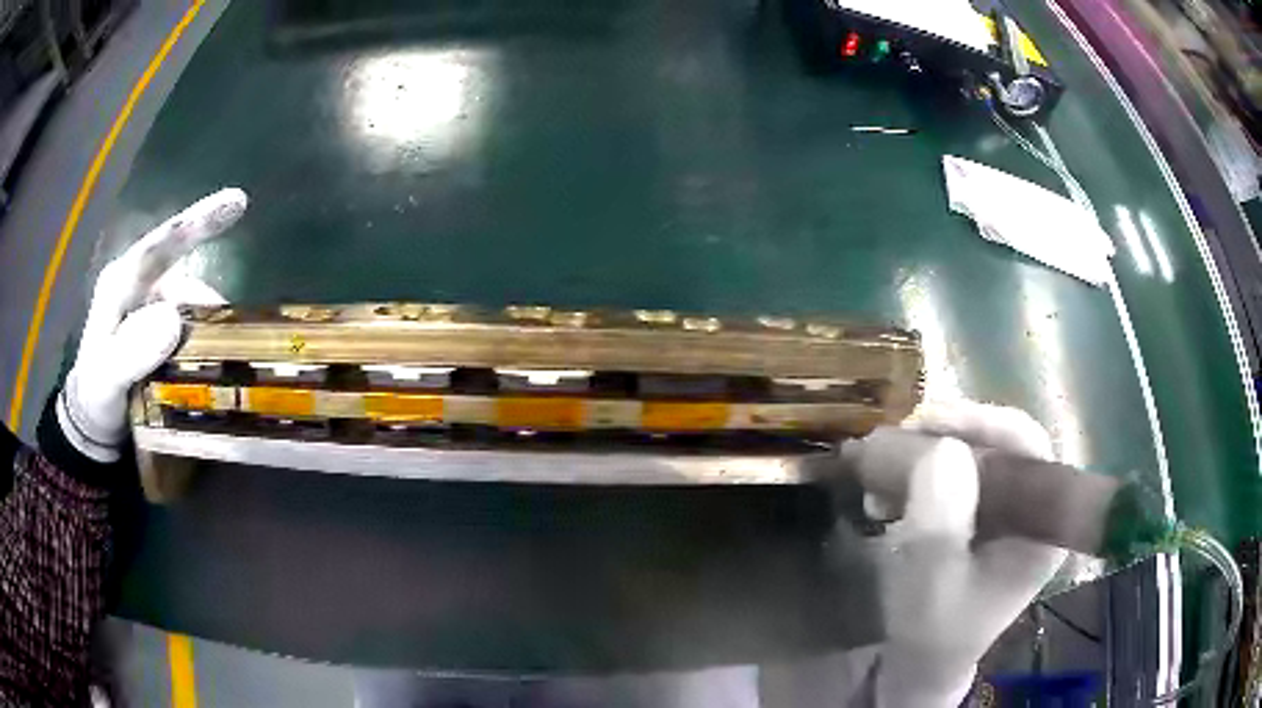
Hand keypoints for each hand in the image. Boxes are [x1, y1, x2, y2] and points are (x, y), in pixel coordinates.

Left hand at [58, 188, 248, 461]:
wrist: (94, 420)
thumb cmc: (97, 396)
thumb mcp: (108, 378)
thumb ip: (132, 351)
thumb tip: (173, 319)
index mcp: (120, 281)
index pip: (160, 244)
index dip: (197, 221)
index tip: (238, 201)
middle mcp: (138, 283)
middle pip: (182, 276)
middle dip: (206, 302)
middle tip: (231, 337)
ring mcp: (149, 304)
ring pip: (188, 303)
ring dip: (206, 327)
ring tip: (219, 360)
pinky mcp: (158, 325)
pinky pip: (188, 322)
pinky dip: (202, 338)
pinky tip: (209, 361)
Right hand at [842, 401, 1067, 707]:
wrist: (923, 659)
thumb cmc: (932, 632)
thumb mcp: (931, 587)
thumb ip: (940, 527)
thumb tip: (942, 450)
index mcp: (1043, 526)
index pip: (1030, 448)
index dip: (985, 423)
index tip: (929, 423)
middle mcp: (1035, 507)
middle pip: (1004, 442)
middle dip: (950, 432)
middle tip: (900, 436)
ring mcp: (1010, 507)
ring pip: (979, 450)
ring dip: (930, 447)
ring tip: (886, 462)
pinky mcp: (985, 510)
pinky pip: (959, 468)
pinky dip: (923, 466)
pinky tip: (892, 481)